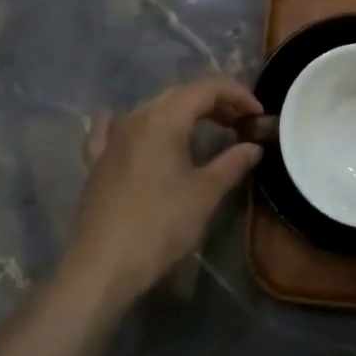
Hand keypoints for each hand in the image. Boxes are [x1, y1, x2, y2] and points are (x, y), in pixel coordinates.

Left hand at [63, 77, 266, 308]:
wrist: (101, 267)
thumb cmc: (159, 227)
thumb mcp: (204, 195)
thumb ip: (231, 163)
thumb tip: (253, 146)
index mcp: (165, 118)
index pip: (207, 88)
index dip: (237, 94)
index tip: (258, 114)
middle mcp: (137, 116)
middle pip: (180, 94)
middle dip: (214, 102)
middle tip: (239, 123)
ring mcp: (112, 137)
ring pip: (152, 108)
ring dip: (182, 112)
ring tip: (205, 129)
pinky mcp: (97, 160)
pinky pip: (113, 128)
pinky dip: (130, 122)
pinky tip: (124, 122)